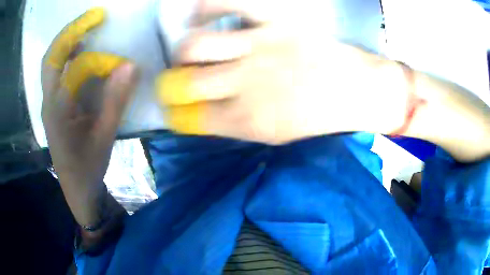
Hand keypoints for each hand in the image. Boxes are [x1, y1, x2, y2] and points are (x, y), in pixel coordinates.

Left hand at [41, 8, 136, 224]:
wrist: (76, 190)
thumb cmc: (88, 168)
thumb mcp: (104, 138)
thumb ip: (115, 101)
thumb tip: (131, 66)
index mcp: (58, 111)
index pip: (77, 70)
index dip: (101, 61)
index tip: (123, 65)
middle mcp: (48, 102)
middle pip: (51, 57)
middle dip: (72, 31)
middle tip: (95, 16)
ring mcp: (48, 103)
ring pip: (51, 62)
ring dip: (68, 41)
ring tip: (88, 27)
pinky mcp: (53, 106)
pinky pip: (57, 72)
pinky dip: (68, 56)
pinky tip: (82, 52)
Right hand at [156, 0, 408, 143]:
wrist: (360, 91)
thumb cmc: (322, 119)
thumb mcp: (277, 136)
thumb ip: (236, 124)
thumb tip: (203, 114)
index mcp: (247, 120)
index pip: (193, 118)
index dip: (176, 115)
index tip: (173, 110)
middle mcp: (246, 82)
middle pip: (186, 82)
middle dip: (171, 84)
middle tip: (176, 80)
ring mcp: (259, 46)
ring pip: (195, 44)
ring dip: (182, 51)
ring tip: (187, 51)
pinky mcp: (275, 20)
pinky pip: (229, 3)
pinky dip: (205, 7)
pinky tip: (199, 15)